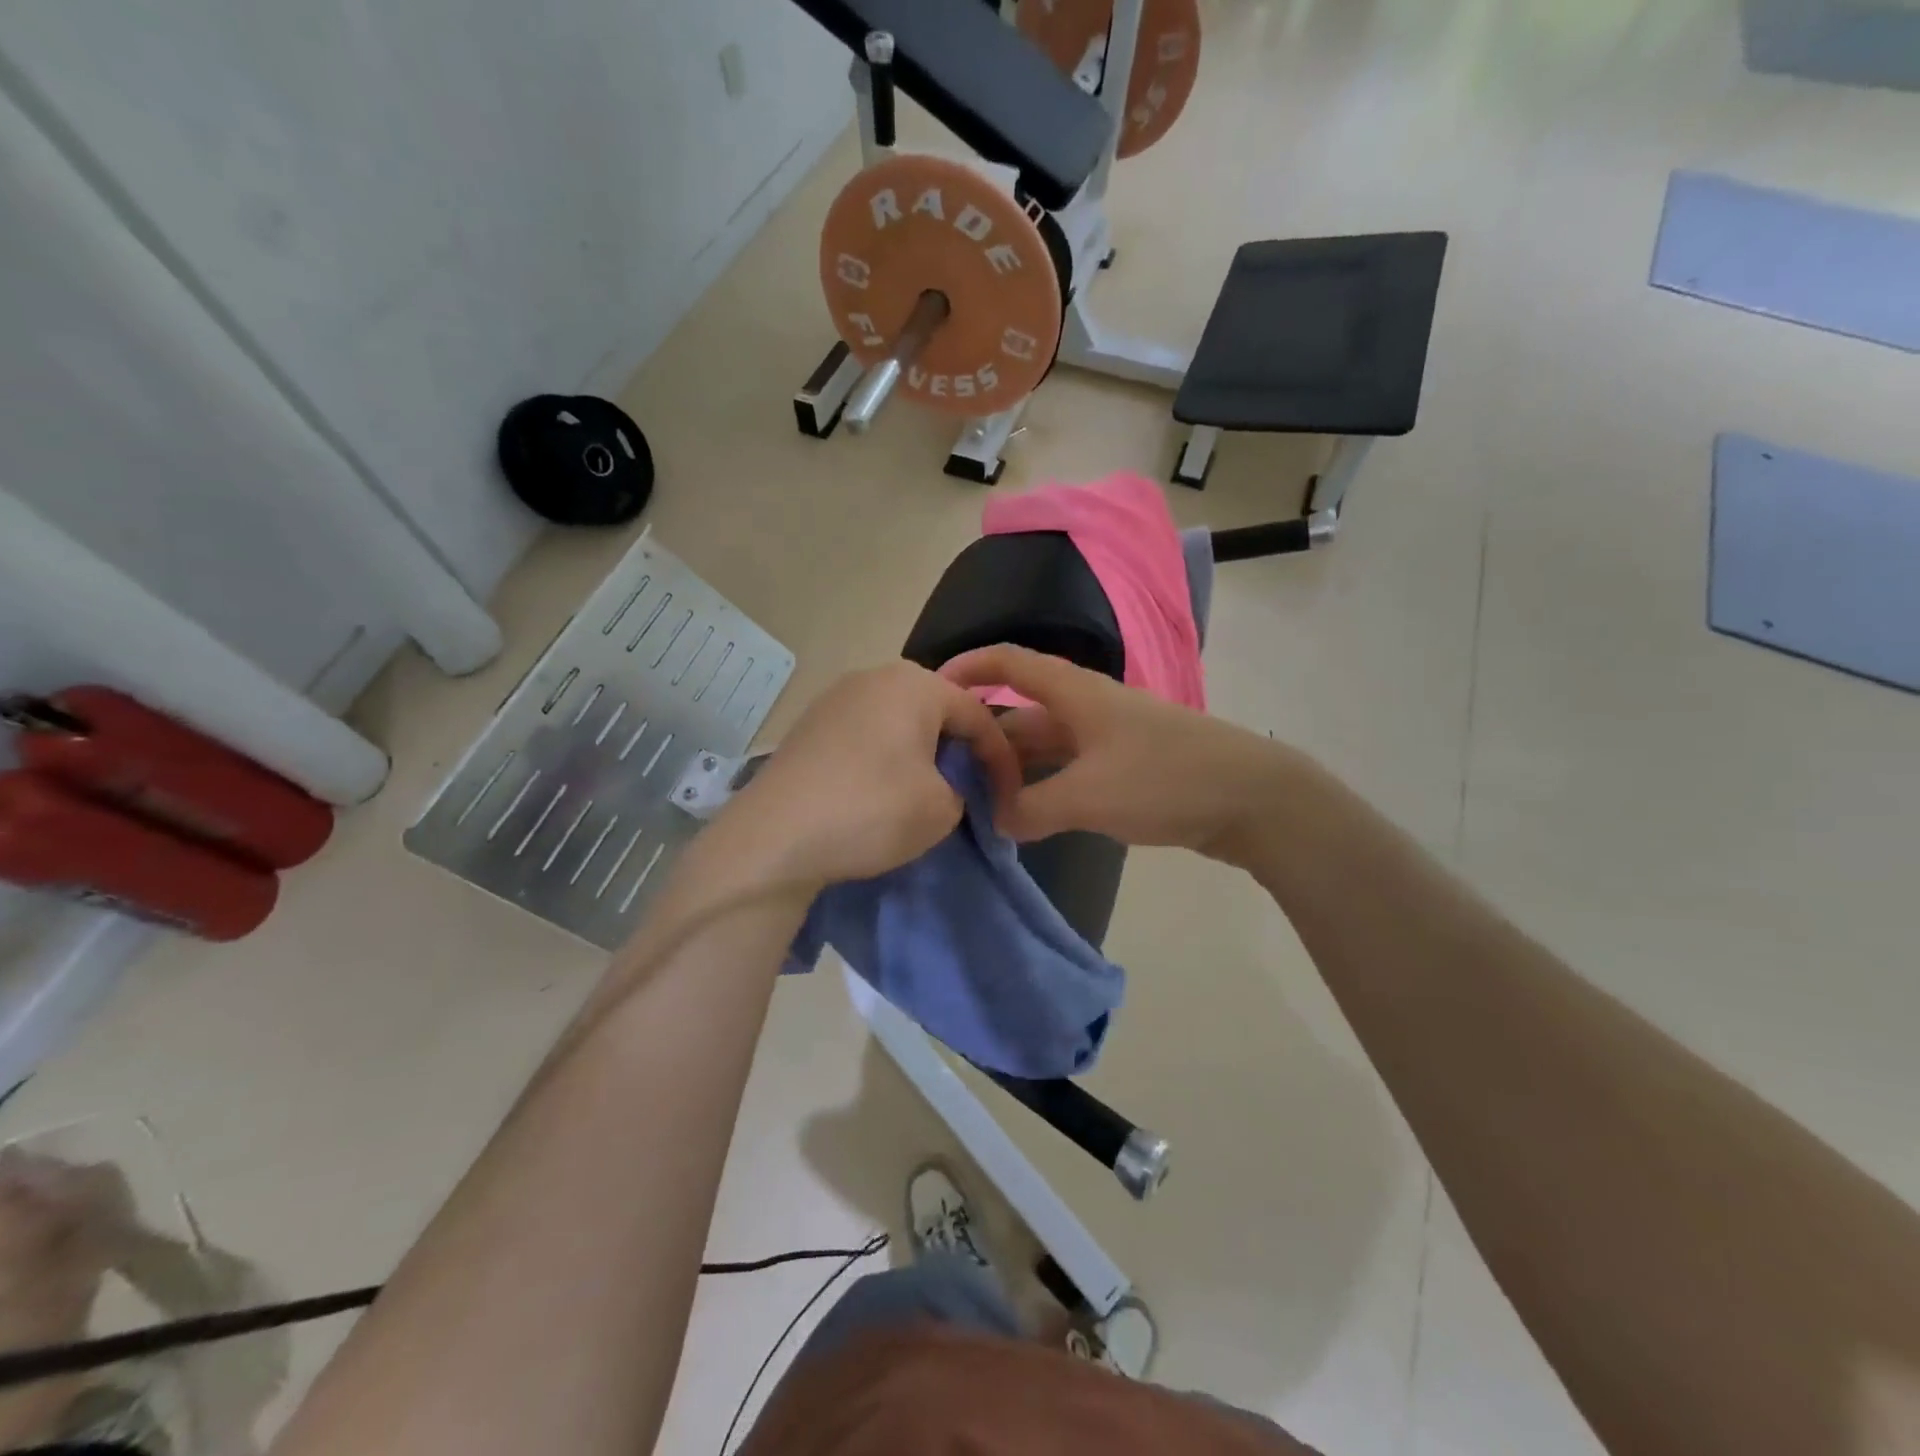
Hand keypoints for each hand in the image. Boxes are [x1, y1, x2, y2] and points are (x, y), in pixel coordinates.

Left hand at [711, 662, 1020, 891]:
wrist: (774, 837)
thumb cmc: (872, 811)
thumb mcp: (942, 808)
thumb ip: (961, 787)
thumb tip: (945, 784)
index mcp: (914, 683)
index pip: (977, 714)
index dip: (1001, 757)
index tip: (1009, 795)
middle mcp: (873, 676)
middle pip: (935, 711)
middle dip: (958, 749)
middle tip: (970, 789)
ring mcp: (834, 698)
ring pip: (897, 722)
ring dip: (919, 754)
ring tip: (927, 792)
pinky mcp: (808, 726)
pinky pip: (864, 735)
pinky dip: (883, 759)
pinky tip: (879, 792)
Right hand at [940, 644, 1293, 865]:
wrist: (1251, 798)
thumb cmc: (1164, 780)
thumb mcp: (1088, 796)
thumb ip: (1031, 809)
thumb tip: (995, 821)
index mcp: (1075, 694)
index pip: (1009, 664)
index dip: (969, 667)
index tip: (932, 691)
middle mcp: (1087, 708)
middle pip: (1022, 714)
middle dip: (985, 740)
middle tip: (948, 774)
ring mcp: (1109, 738)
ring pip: (1046, 748)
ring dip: (1015, 771)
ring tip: (978, 803)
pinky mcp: (1127, 768)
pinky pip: (1070, 771)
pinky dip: (1045, 789)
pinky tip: (1028, 818)